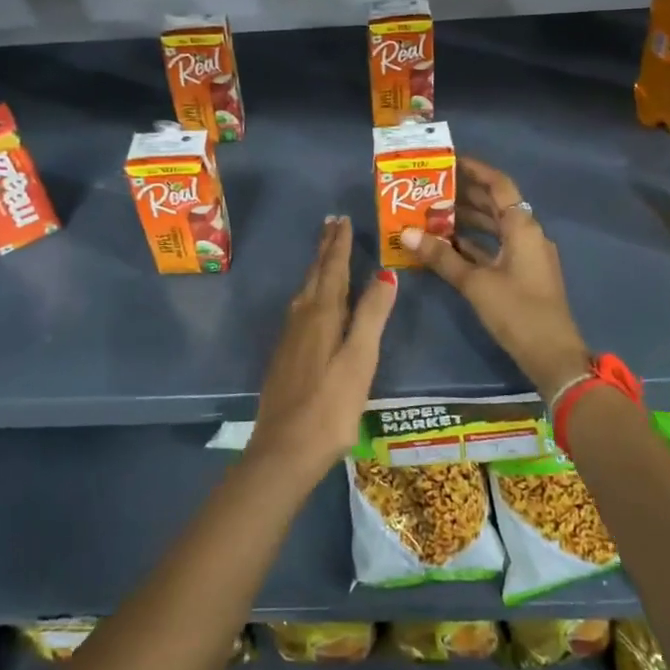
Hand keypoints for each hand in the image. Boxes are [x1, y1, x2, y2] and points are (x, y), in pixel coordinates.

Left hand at [249, 216, 396, 481]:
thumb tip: (385, 272)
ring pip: (304, 292)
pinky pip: (298, 310)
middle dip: (324, 250)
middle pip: (315, 275)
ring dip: (316, 269)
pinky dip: (309, 293)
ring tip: (323, 256)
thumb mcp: (360, 359)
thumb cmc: (331, 406)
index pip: (332, 269)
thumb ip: (371, 315)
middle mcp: (301, 318)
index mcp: (322, 314)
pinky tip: (309, 304)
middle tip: (330, 224)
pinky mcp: (284, 357)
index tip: (341, 219)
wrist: (285, 450)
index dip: (338, 244)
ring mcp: (288, 339)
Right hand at [399, 157, 588, 400]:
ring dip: (467, 219)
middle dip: (465, 194)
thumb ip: (441, 257)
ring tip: (432, 213)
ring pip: (495, 226)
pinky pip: (496, 247)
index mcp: (523, 227)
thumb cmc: (517, 312)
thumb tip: (406, 234)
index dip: (475, 170)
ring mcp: (527, 255)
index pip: (499, 185)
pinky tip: (447, 245)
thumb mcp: (475, 283)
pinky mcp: (523, 274)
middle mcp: (528, 234)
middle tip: (430, 187)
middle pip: (496, 204)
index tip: (448, 161)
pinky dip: (474, 243)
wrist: (553, 356)